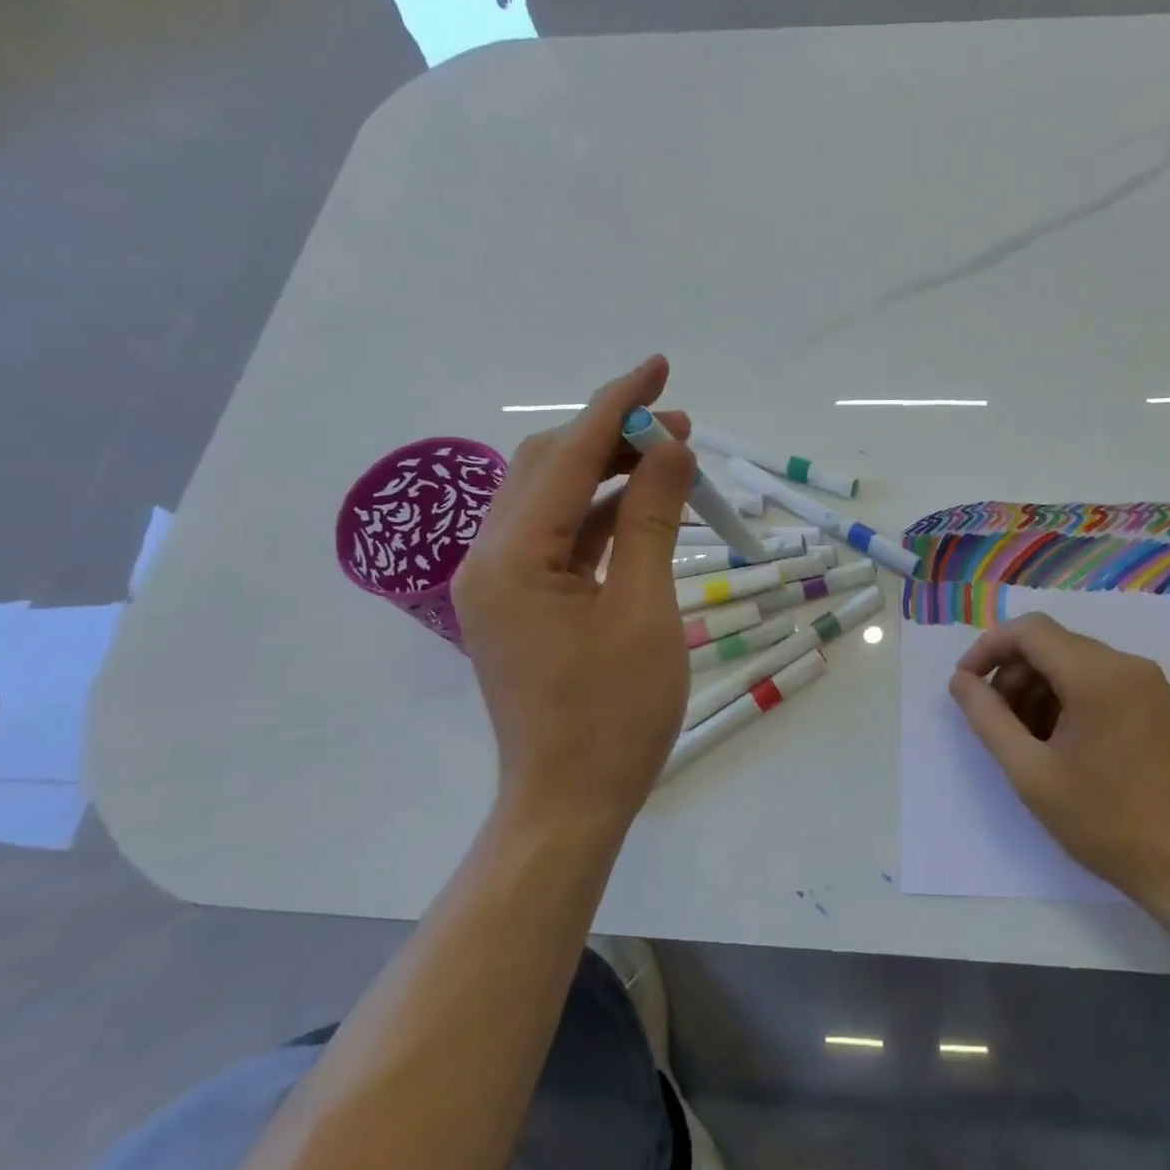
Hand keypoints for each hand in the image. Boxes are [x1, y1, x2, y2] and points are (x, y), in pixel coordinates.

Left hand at [451, 356, 694, 836]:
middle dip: (612, 435)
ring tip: (670, 457)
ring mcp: (501, 583)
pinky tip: (644, 506)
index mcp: (513, 556)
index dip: (617, 404)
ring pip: (553, 499)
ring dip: (608, 472)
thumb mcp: (645, 611)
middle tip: (677, 425)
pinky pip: (559, 538)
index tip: (659, 366)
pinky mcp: (519, 604)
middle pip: (548, 467)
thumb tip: (670, 449)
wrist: (568, 803)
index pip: (568, 455)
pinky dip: (601, 515)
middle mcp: (491, 558)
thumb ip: (653, 520)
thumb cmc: (615, 716)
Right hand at [948, 612, 1169, 905]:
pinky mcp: (1158, 706)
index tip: (965, 686)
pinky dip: (1067, 700)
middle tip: (995, 723)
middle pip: (1052, 645)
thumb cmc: (1106, 822)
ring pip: (1074, 664)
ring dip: (1038, 690)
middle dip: (1013, 675)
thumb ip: (988, 718)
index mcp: (1098, 675)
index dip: (988, 649)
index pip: (1030, 631)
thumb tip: (961, 681)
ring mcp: (1149, 685)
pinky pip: (1099, 683)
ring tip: (1025, 741)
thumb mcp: (1031, 772)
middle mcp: (1128, 666)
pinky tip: (1059, 745)